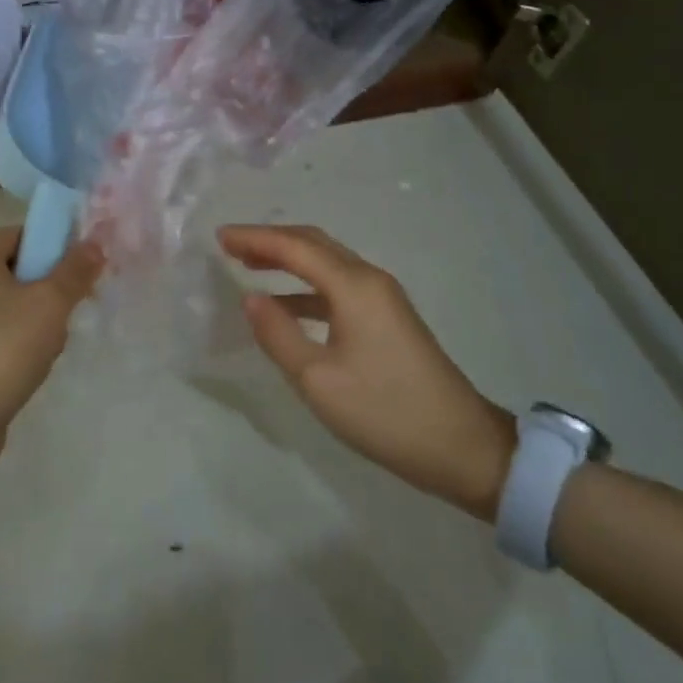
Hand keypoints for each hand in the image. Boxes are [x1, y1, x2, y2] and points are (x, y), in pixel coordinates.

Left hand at [0, 226, 102, 447]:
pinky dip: (10, 339)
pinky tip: (26, 365)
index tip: (76, 280)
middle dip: (45, 289)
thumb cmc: (3, 350)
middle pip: (14, 268)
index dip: (55, 252)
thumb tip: (94, 243)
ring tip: (47, 347)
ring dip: (31, 317)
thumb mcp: (50, 304)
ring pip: (3, 301)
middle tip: (64, 317)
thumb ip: (76, 269)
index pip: (22, 235)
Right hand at [219, 224, 515, 520]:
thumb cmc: (385, 412)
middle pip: (314, 243)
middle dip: (271, 239)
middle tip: (231, 245)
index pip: (295, 247)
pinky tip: (285, 303)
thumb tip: (251, 299)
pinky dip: (306, 285)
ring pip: (327, 262)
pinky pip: (338, 286)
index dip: (255, 238)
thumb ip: (279, 334)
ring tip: (250, 265)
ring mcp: (383, 298)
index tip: (219, 236)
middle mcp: (370, 280)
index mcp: (354, 286)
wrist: (462, 446)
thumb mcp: (318, 380)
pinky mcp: (388, 318)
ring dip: (289, 259)